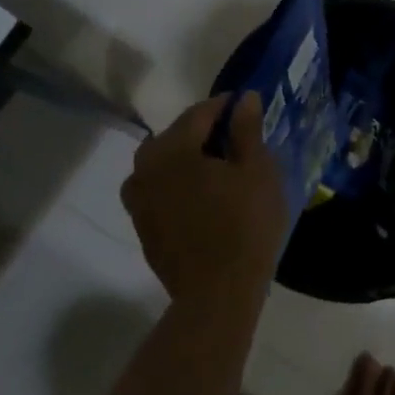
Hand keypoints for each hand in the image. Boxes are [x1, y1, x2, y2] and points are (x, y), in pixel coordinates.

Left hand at [121, 93, 287, 304]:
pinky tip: (200, 195)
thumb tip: (244, 98)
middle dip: (202, 131)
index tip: (245, 106)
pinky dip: (176, 183)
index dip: (224, 106)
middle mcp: (145, 167)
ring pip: (161, 163)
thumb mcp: (257, 171)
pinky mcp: (141, 225)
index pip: (199, 113)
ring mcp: (138, 199)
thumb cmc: (244, 226)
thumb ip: (247, 130)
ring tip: (215, 167)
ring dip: (185, 157)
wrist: (217, 295)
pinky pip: (157, 189)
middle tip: (234, 138)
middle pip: (175, 136)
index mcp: (172, 149)